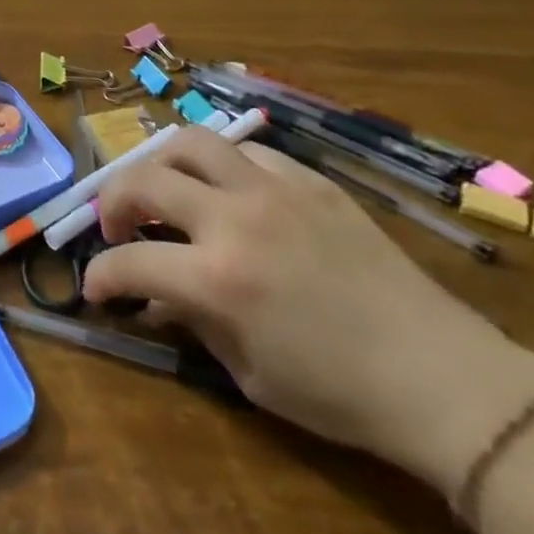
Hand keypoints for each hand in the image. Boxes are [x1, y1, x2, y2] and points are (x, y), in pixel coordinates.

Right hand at [80, 129, 533, 493]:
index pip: (131, 262)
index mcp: (217, 277)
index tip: (96, 286)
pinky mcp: (310, 180)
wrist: (437, 374)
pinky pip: (249, 151)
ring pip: (192, 141)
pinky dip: (222, 165)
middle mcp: (235, 217)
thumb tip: (155, 295)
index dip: (101, 275)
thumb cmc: (338, 392)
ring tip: (166, 189)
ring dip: (162, 163)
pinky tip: (229, 190)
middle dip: (114, 200)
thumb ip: (193, 321)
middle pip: (146, 178)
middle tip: (119, 226)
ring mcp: (274, 188)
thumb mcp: (249, 374)